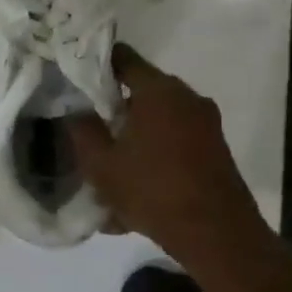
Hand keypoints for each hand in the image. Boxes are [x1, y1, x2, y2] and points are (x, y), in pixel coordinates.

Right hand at [67, 44, 271, 265]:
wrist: (215, 233)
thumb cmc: (152, 190)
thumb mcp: (101, 164)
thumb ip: (83, 131)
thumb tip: (76, 111)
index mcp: (159, 91)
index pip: (123, 58)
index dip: (97, 65)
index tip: (77, 80)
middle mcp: (187, 98)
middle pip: (143, 91)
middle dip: (116, 109)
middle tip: (90, 129)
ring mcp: (206, 124)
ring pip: (159, 121)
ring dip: (135, 137)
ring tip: (111, 167)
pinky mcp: (215, 149)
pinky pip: (175, 143)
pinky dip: (154, 157)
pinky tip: (135, 189)